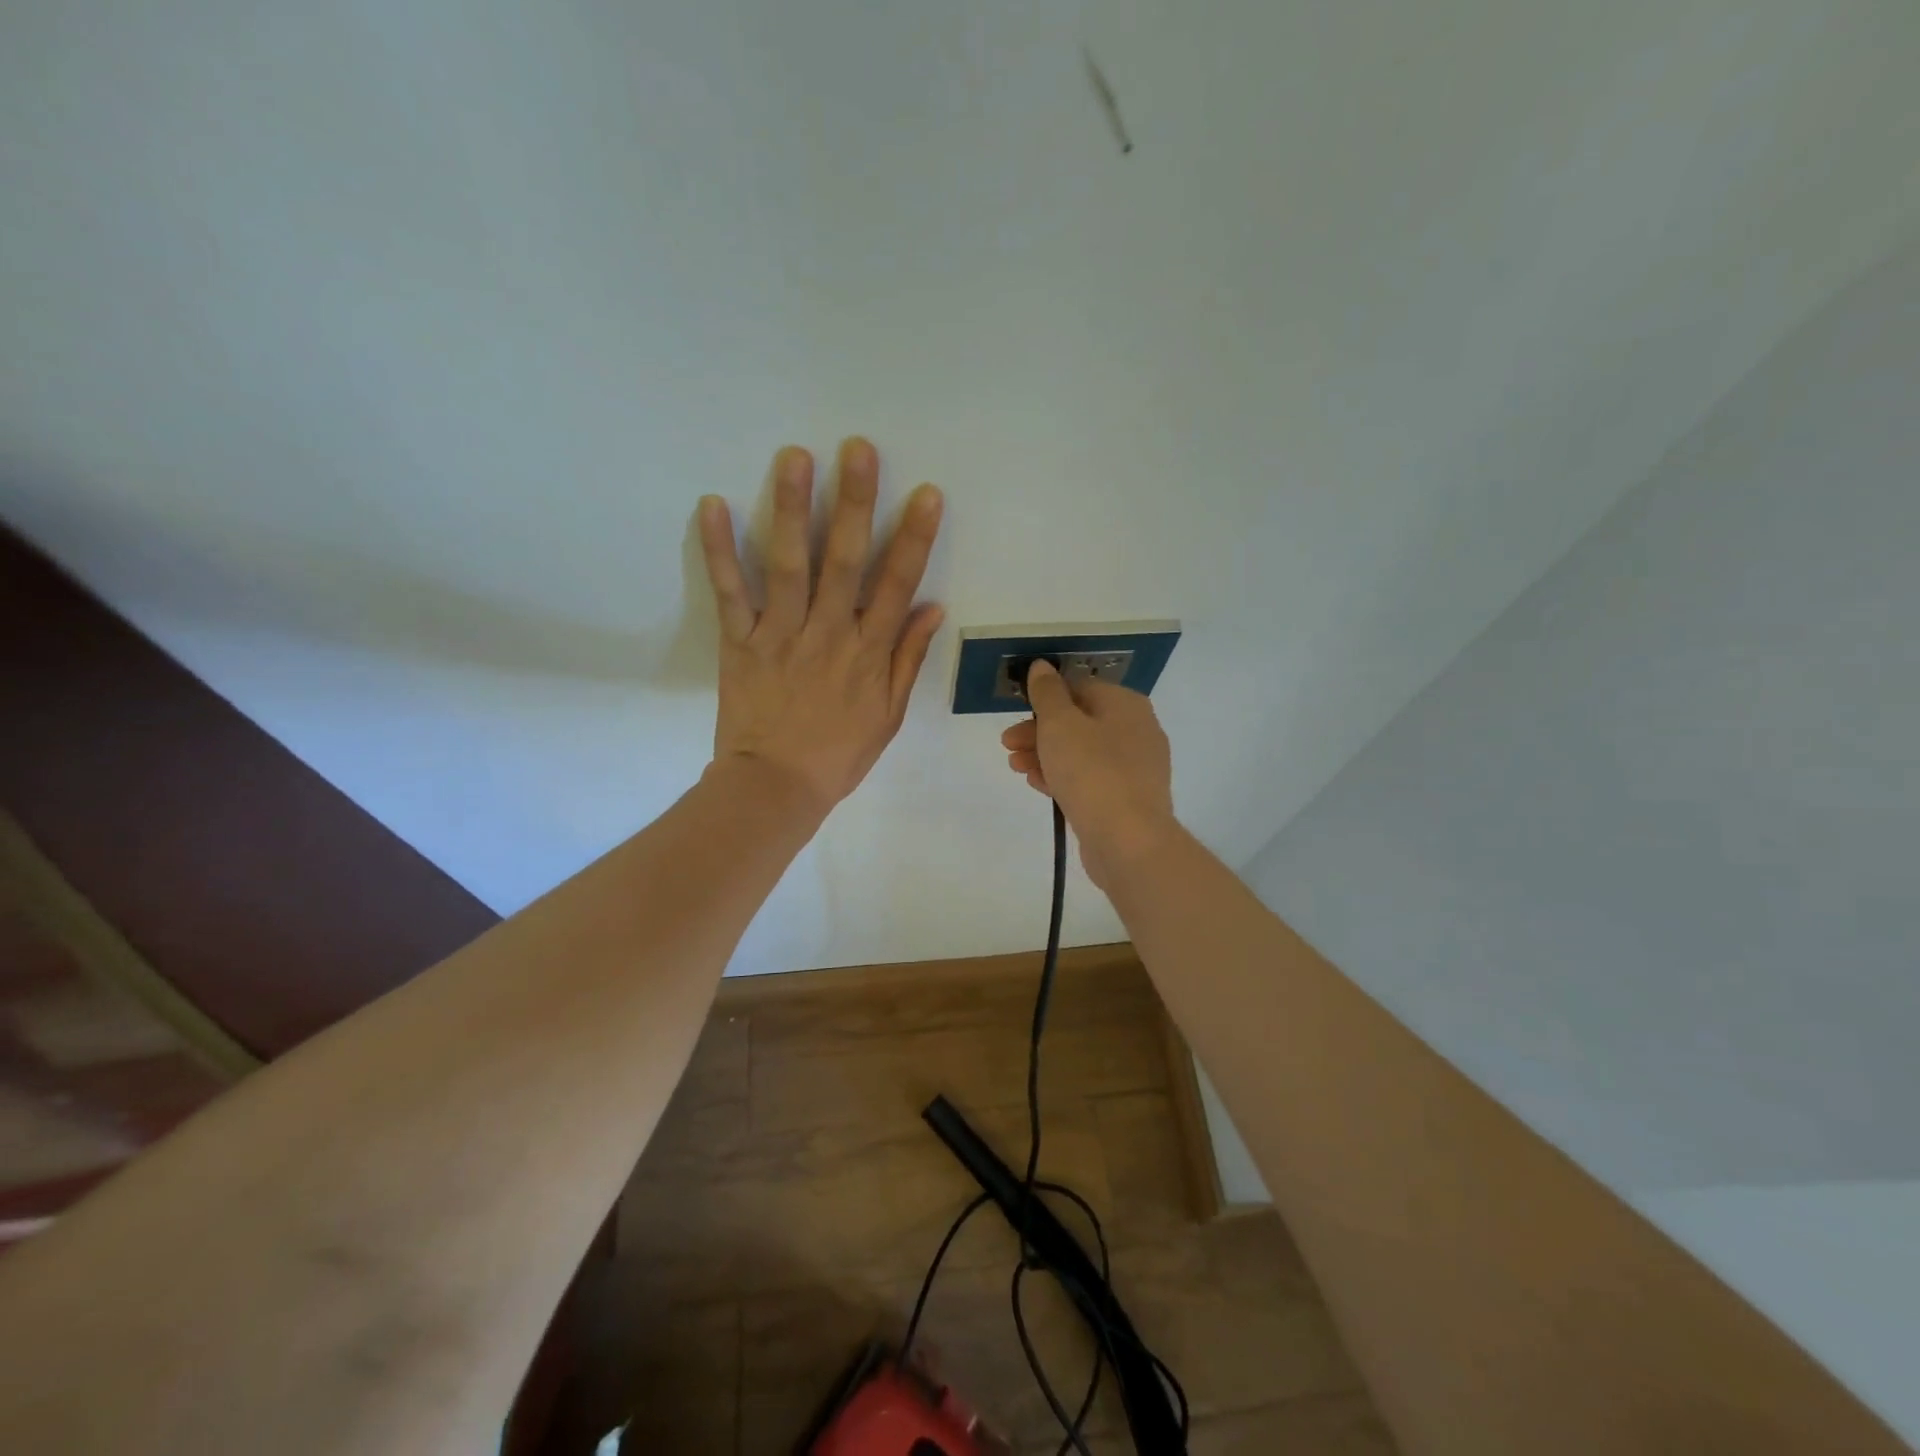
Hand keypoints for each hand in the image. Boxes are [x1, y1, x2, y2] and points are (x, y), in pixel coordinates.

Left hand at [698, 438, 944, 814]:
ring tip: (794, 456)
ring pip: (788, 564)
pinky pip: (730, 592)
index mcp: (868, 653)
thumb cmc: (838, 754)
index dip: (913, 538)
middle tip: (858, 449)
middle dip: (854, 502)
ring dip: (791, 508)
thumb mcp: (889, 714)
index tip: (926, 494)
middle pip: (844, 561)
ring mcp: (780, 635)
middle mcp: (828, 633)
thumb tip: (933, 607)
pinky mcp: (739, 643)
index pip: (896, 585)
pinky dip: (719, 549)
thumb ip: (908, 658)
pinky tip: (713, 504)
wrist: (775, 787)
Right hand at [1001, 661, 1178, 888]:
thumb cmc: (1092, 771)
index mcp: (1125, 705)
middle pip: (1080, 722)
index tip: (1015, 713)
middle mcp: (1136, 731)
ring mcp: (1135, 768)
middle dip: (1038, 731)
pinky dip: (1063, 778)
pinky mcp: (1127, 800)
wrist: (1128, 840)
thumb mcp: (1060, 724)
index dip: (1044, 698)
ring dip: (1045, 755)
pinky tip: (1037, 784)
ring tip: (1016, 767)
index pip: (1080, 688)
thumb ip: (1047, 693)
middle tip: (1007, 744)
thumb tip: (1042, 666)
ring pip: (1082, 752)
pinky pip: (1090, 780)